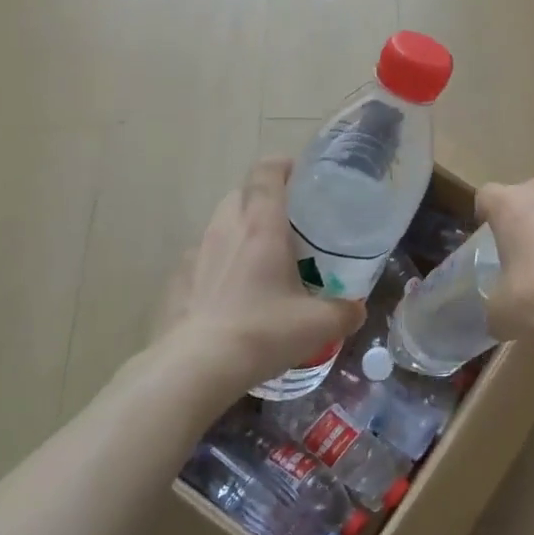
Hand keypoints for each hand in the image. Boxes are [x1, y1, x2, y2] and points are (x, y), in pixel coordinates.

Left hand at [148, 157, 364, 393]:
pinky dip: (218, 265)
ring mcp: (195, 254)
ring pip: (219, 225)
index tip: (300, 173)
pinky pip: (202, 259)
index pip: (267, 173)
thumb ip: (345, 312)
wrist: (194, 369)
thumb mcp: (319, 325)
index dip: (283, 165)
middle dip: (263, 199)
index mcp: (262, 226)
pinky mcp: (176, 282)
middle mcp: (225, 229)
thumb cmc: (263, 332)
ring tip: (260, 261)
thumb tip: (357, 310)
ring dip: (239, 232)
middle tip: (288, 223)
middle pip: (241, 194)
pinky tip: (230, 294)